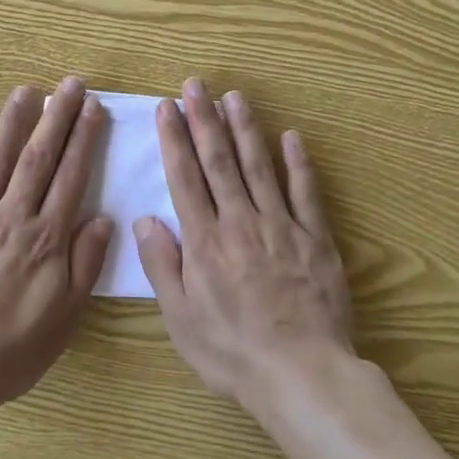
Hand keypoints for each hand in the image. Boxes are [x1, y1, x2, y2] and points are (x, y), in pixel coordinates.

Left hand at [0, 77, 113, 415]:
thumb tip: (103, 218)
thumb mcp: (64, 318)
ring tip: (27, 90)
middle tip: (71, 84)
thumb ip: (85, 264)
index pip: (71, 176)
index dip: (84, 139)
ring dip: (13, 121)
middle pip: (39, 157)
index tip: (94, 108)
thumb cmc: (11, 349)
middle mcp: (12, 217)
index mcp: (46, 238)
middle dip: (57, 117)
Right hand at [134, 79, 354, 410]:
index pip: (185, 178)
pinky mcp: (314, 237)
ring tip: (234, 96)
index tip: (168, 107)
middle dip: (205, 119)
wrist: (301, 374)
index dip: (175, 139)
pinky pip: (304, 192)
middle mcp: (240, 221)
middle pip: (219, 161)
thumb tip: (144, 219)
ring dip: (245, 128)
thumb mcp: (180, 319)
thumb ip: (162, 266)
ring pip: (258, 166)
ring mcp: (280, 225)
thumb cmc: (232, 352)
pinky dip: (297, 163)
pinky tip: (290, 136)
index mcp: (205, 241)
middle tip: (196, 84)